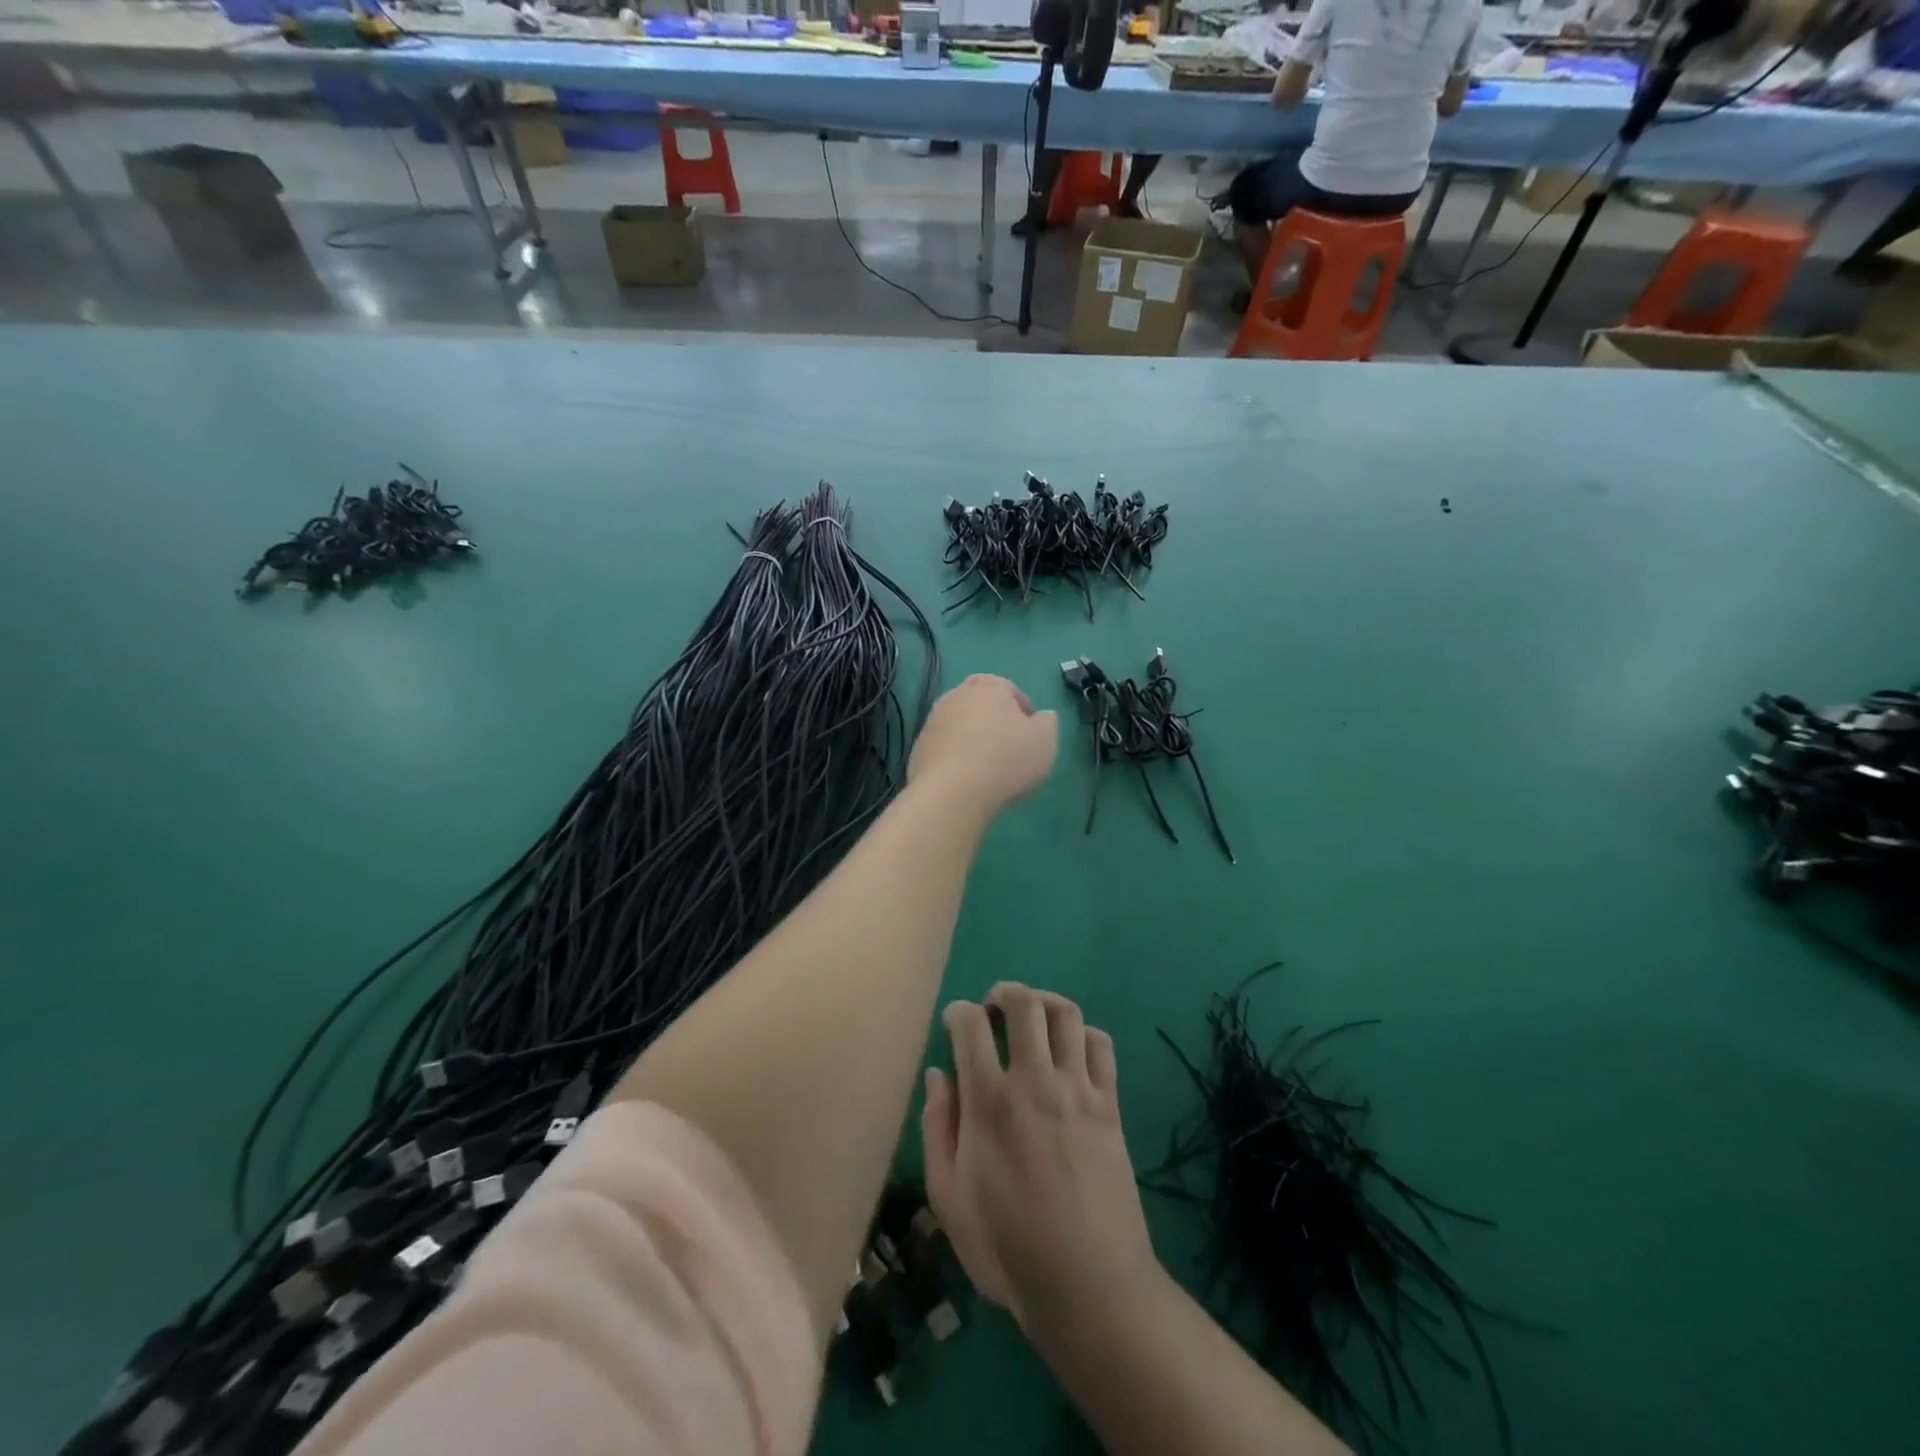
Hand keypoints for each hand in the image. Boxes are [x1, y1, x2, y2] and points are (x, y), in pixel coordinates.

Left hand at [908, 675, 1057, 813]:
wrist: (952, 792)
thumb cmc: (1006, 759)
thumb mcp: (1045, 740)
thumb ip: (1048, 723)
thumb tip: (1041, 717)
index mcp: (988, 685)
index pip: (1011, 691)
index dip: (1024, 713)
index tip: (1031, 736)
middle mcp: (956, 695)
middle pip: (982, 707)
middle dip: (995, 724)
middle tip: (1010, 752)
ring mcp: (932, 721)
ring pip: (961, 727)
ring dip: (974, 741)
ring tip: (988, 770)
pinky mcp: (918, 748)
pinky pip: (945, 749)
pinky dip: (956, 759)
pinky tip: (966, 781)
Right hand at [921, 983, 1159, 1333]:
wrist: (1090, 1284)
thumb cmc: (1008, 1247)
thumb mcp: (949, 1198)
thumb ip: (938, 1128)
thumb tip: (937, 1074)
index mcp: (988, 1100)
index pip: (970, 1024)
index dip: (958, 1012)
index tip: (954, 1023)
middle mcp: (1034, 1080)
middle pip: (1023, 1003)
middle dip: (1003, 993)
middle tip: (994, 1008)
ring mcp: (1077, 1089)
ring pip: (1066, 1013)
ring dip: (1044, 1003)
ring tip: (1033, 1018)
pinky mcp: (1110, 1104)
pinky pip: (1102, 1045)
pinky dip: (1084, 1034)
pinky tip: (1071, 1050)